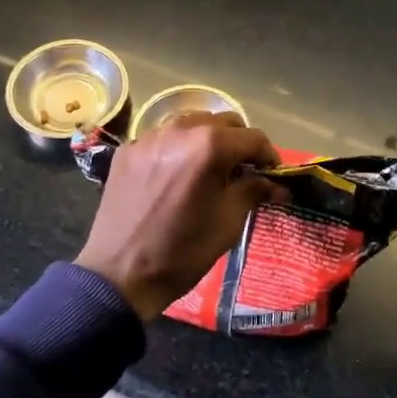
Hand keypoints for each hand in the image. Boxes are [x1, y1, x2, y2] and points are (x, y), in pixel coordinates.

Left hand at [77, 113, 283, 321]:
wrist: (119, 275)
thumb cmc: (183, 251)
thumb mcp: (229, 222)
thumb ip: (254, 190)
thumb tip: (277, 184)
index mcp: (209, 146)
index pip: (252, 138)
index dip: (269, 156)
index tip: (274, 175)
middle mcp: (180, 130)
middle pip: (223, 122)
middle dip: (239, 144)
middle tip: (244, 171)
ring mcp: (149, 137)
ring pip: (191, 124)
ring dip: (208, 141)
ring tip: (210, 170)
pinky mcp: (127, 150)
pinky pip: (163, 139)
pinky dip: (178, 150)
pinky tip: (177, 176)